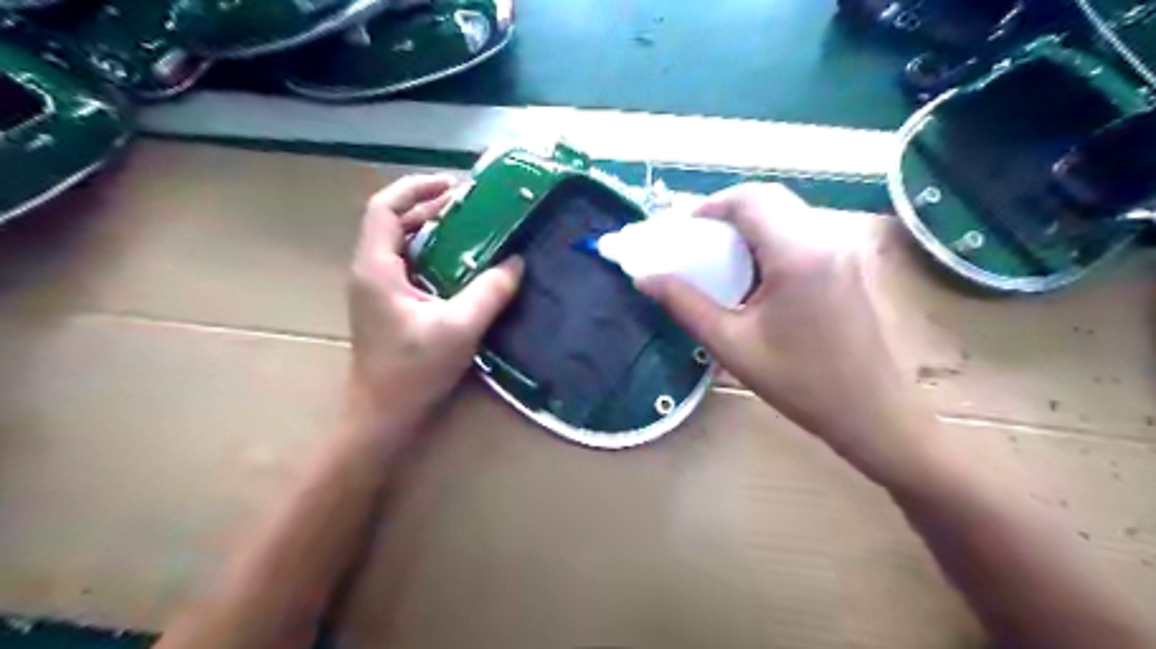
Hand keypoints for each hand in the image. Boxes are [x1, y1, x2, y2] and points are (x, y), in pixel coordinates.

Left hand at [343, 172, 524, 444]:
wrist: (383, 414)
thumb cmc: (413, 371)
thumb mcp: (459, 328)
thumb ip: (490, 292)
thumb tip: (517, 262)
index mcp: (376, 268)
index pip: (384, 208)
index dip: (416, 188)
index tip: (455, 186)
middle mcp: (371, 271)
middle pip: (395, 222)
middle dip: (432, 206)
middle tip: (475, 205)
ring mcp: (378, 288)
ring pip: (403, 243)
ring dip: (435, 230)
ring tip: (474, 227)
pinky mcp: (389, 304)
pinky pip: (410, 264)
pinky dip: (435, 254)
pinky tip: (463, 263)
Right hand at [636, 185, 942, 484]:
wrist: (872, 413)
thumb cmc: (800, 384)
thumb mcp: (732, 345)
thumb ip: (685, 305)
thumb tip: (645, 278)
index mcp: (798, 254)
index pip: (749, 201)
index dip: (709, 206)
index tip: (680, 230)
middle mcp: (824, 239)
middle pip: (769, 199)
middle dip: (726, 212)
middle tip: (695, 241)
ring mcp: (841, 249)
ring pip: (786, 213)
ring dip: (748, 224)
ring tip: (717, 255)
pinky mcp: (846, 263)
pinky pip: (800, 233)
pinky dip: (768, 238)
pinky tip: (752, 272)